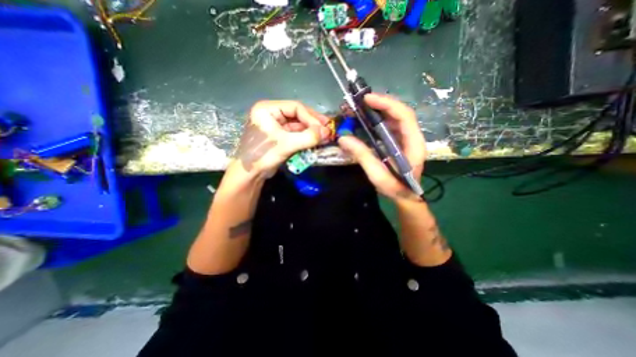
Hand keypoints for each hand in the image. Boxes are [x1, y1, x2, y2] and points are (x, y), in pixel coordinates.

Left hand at [233, 100, 332, 178]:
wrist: (250, 174)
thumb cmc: (263, 154)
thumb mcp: (286, 144)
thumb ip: (308, 137)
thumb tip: (327, 132)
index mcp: (267, 109)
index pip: (295, 107)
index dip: (311, 118)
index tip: (324, 129)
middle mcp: (272, 114)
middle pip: (298, 115)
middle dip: (313, 123)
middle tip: (328, 129)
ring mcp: (276, 126)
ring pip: (298, 125)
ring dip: (311, 131)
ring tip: (325, 136)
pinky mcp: (280, 137)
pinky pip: (296, 134)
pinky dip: (306, 138)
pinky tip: (316, 141)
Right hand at [338, 94, 426, 202]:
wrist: (405, 196)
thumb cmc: (395, 187)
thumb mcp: (378, 174)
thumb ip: (362, 156)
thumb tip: (343, 138)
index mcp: (413, 144)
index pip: (404, 116)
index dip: (387, 104)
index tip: (368, 99)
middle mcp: (413, 137)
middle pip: (400, 113)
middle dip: (381, 104)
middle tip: (361, 102)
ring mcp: (406, 138)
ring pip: (395, 117)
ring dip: (379, 110)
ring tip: (362, 108)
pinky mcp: (399, 142)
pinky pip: (390, 125)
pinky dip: (378, 120)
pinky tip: (367, 120)